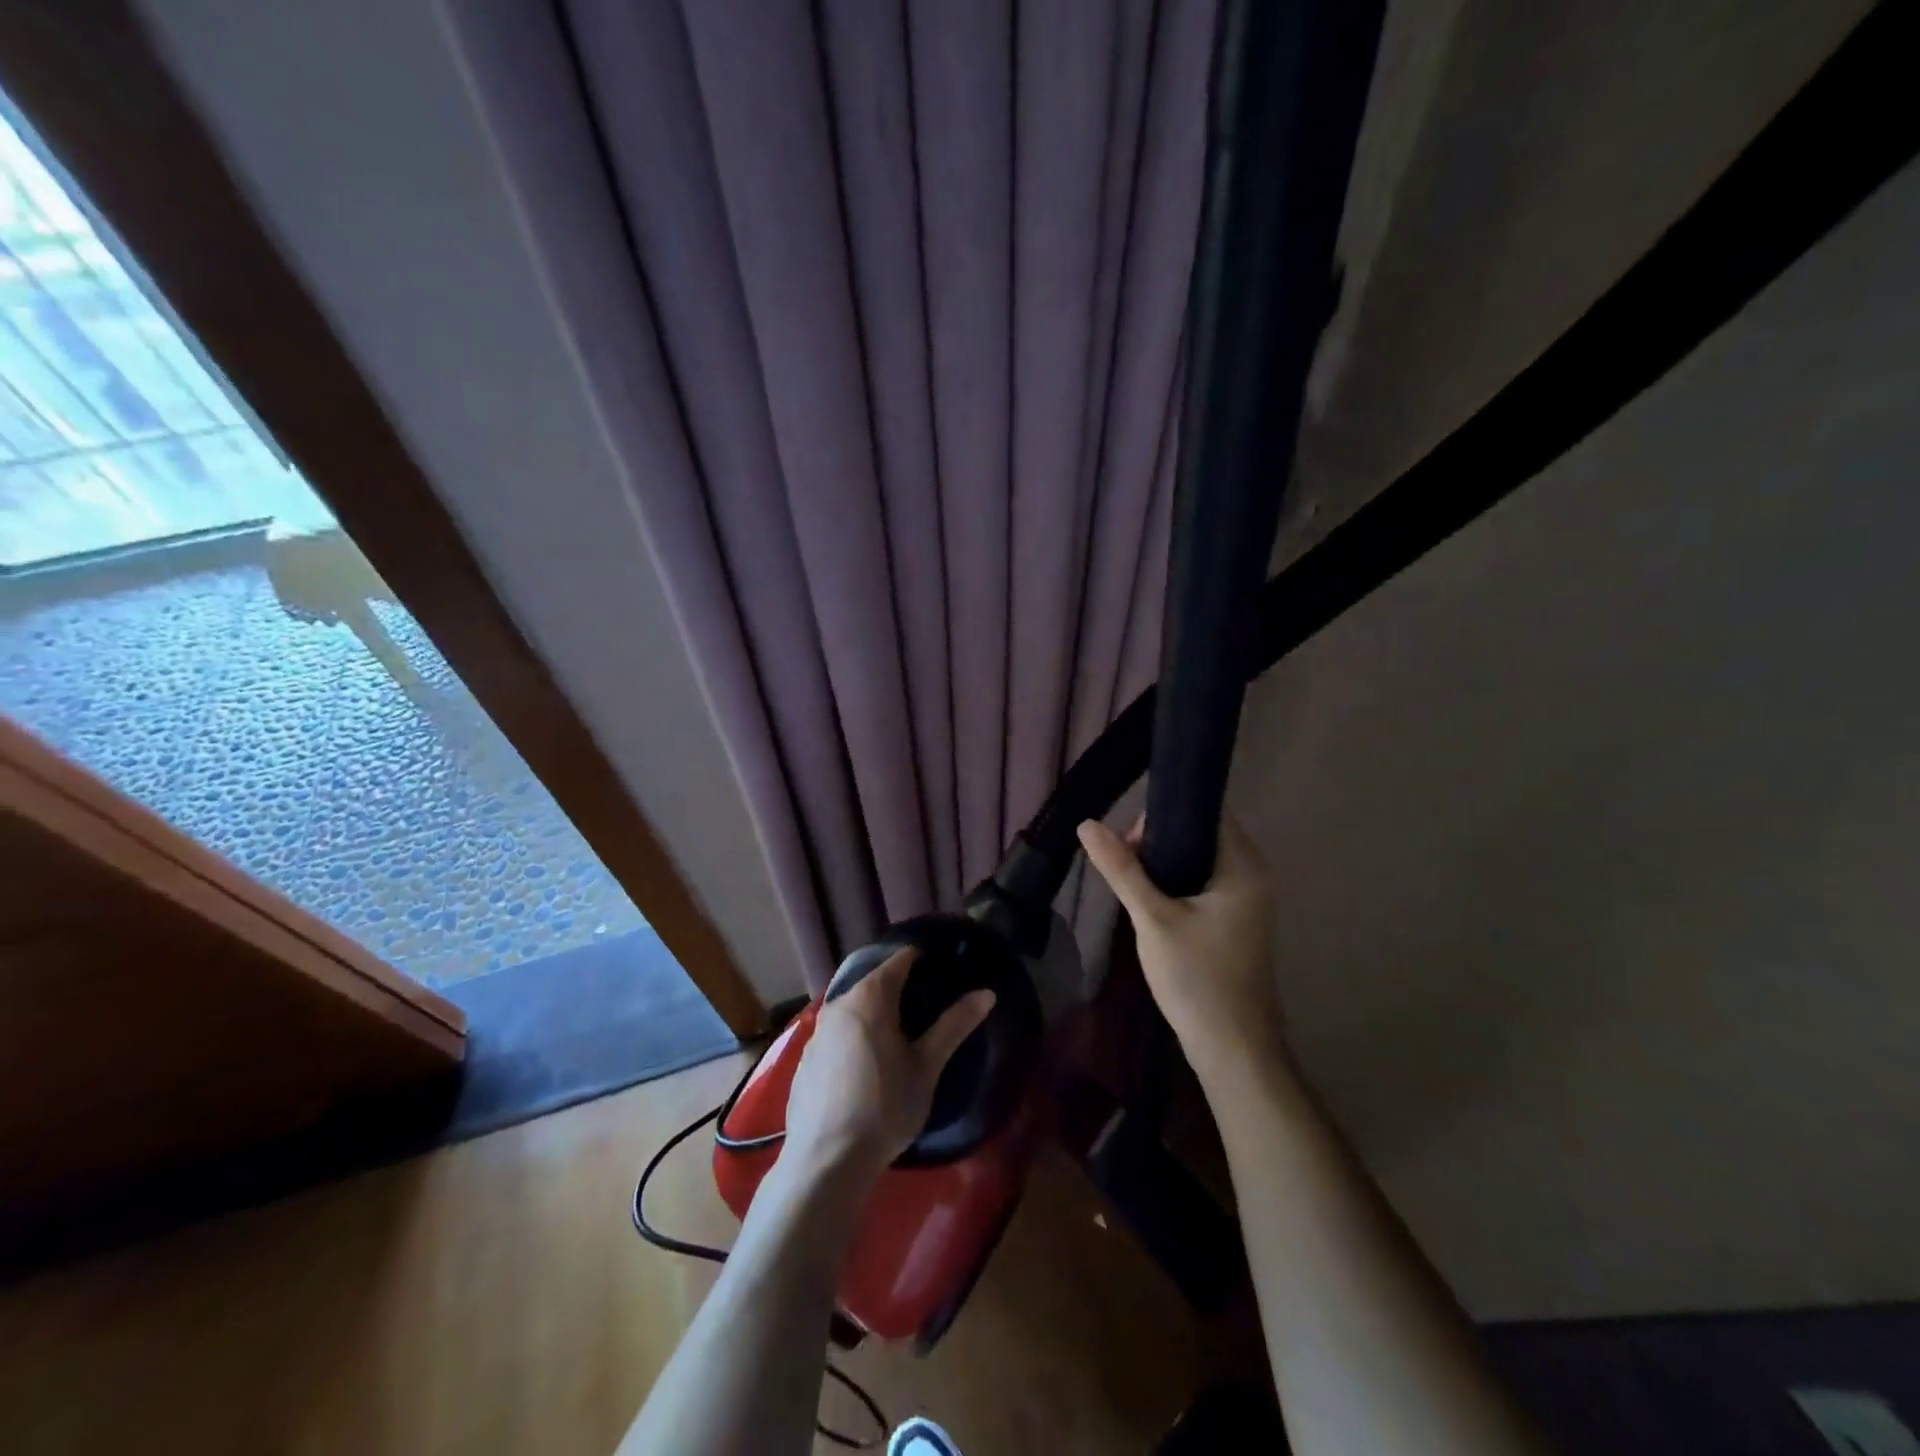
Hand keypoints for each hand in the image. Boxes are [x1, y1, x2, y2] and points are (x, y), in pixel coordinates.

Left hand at [783, 948, 995, 1181]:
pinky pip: (838, 1032)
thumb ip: (954, 1025)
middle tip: (930, 1004)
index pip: (900, 960)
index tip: (944, 969)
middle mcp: (839, 1003)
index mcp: (870, 997)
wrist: (825, 1161)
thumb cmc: (884, 1107)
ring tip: (902, 1033)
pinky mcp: (806, 1058)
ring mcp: (817, 1031)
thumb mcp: (927, 1066)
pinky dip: (857, 1035)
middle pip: (874, 981)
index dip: (923, 959)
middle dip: (901, 987)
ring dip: (877, 1012)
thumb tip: (986, 993)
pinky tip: (869, 1063)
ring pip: (854, 1008)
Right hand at [1078, 812, 1284, 1085]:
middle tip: (1123, 862)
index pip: (1208, 810)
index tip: (1130, 832)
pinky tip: (1146, 900)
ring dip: (1163, 862)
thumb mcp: (1153, 919)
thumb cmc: (1197, 979)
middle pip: (1201, 832)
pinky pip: (1201, 882)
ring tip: (1128, 879)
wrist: (1232, 1049)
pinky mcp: (1233, 920)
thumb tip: (1087, 824)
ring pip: (1198, 858)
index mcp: (1242, 866)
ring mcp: (1245, 899)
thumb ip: (1122, 869)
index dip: (1167, 810)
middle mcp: (1251, 874)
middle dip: (1158, 838)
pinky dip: (1174, 882)